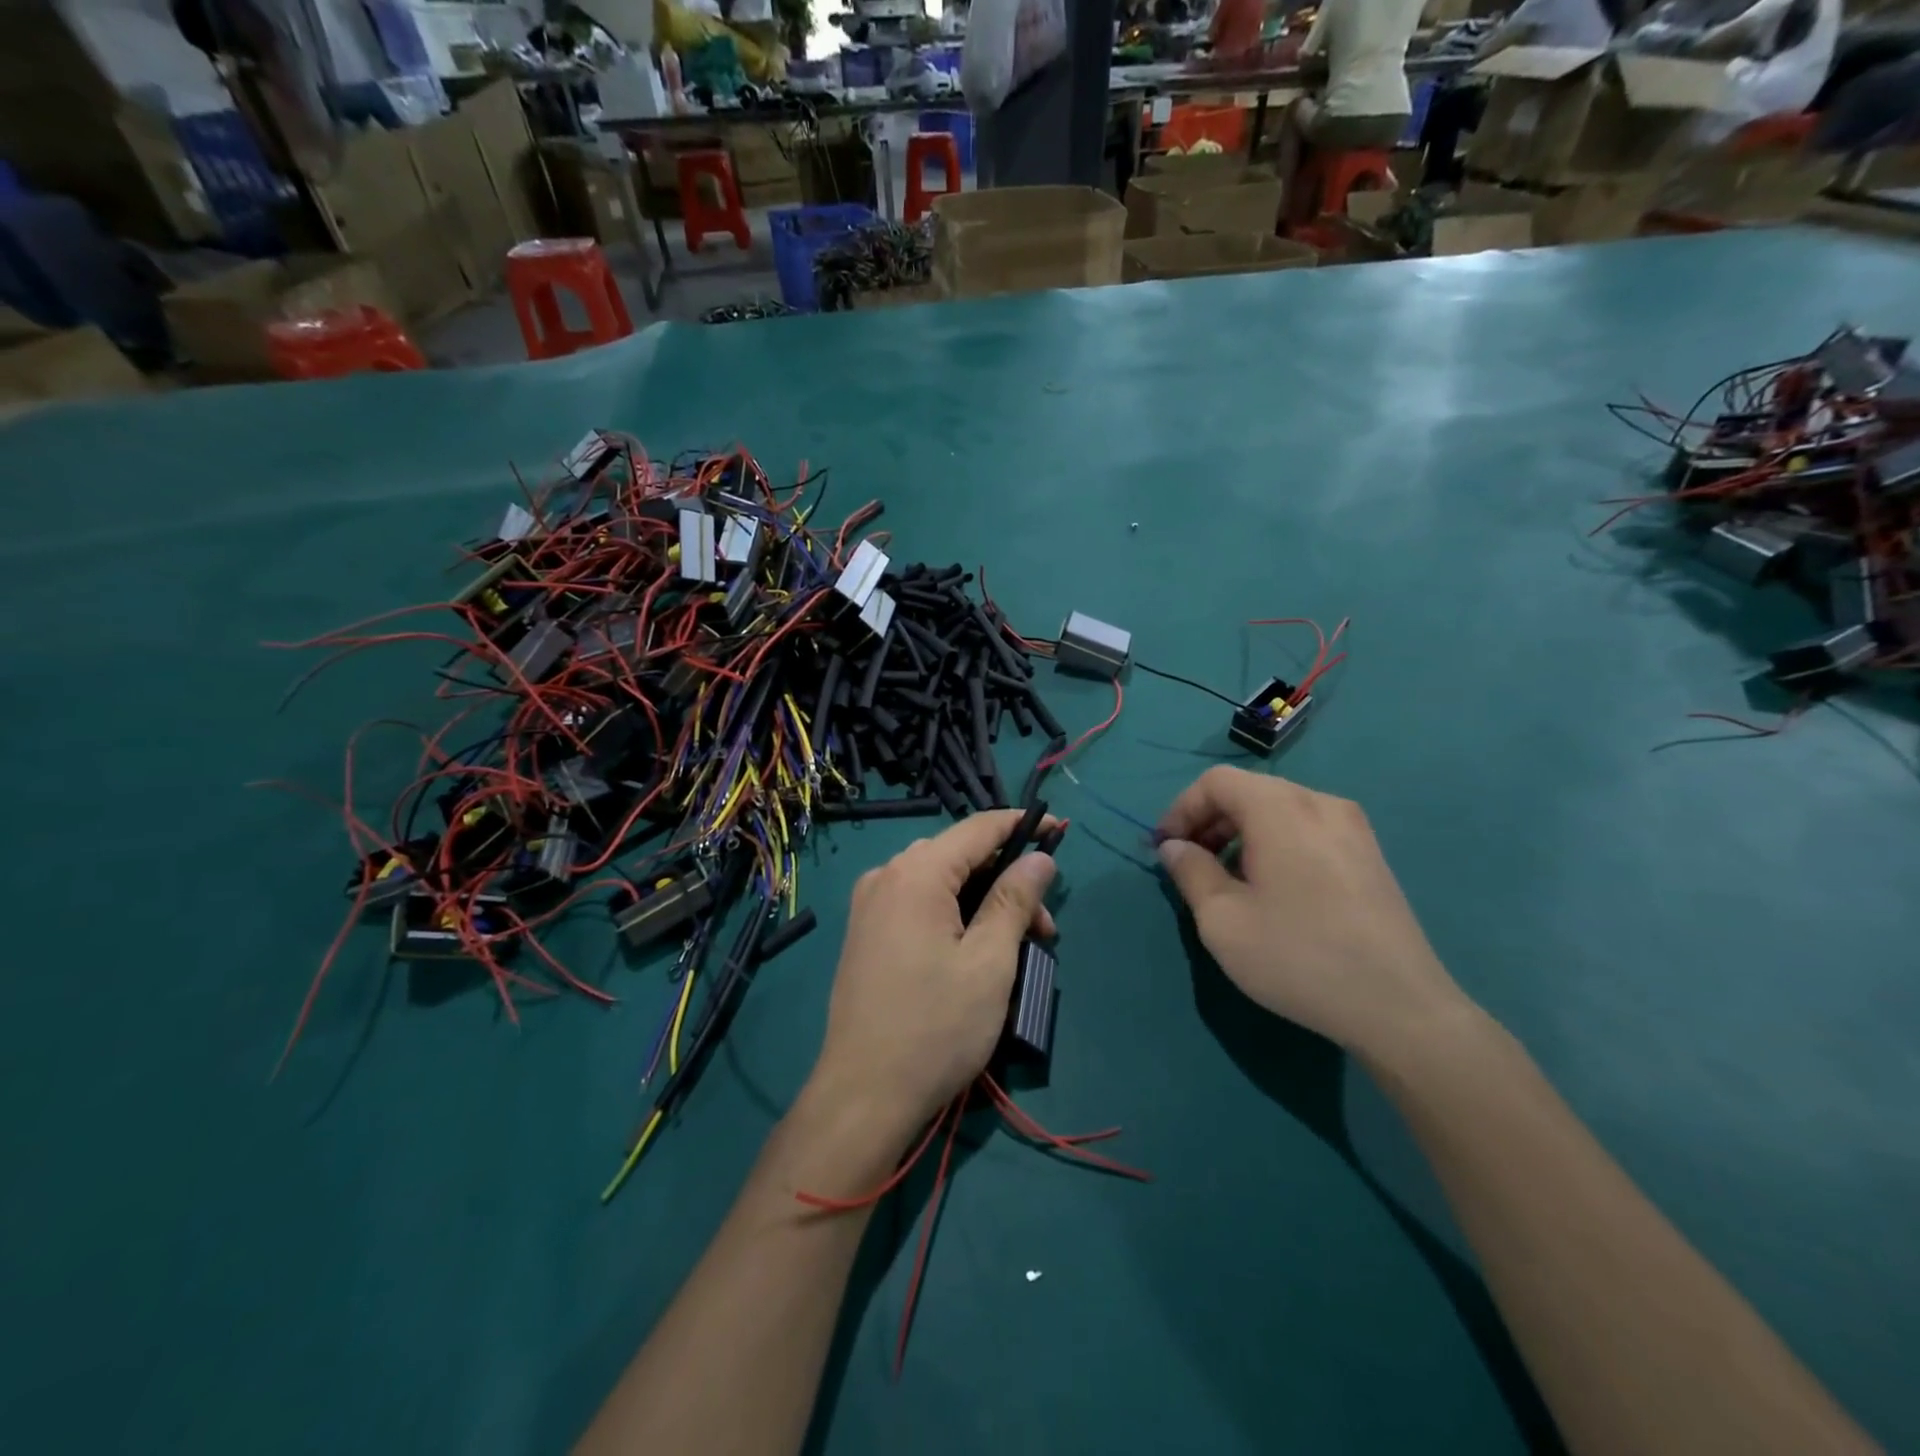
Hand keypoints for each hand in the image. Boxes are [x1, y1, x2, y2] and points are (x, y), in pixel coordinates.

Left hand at [808, 811, 1058, 1142]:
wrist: (862, 1095)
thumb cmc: (935, 1027)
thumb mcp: (990, 962)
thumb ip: (1014, 900)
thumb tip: (1039, 857)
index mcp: (916, 873)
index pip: (978, 828)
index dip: (1021, 825)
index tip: (1060, 831)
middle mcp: (886, 876)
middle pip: (958, 856)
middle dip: (1007, 880)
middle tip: (1044, 929)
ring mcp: (870, 905)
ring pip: (940, 882)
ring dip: (983, 902)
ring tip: (1017, 948)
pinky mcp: (865, 933)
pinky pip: (918, 904)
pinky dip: (954, 915)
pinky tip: (976, 949)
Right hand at [1156, 767, 1472, 1060]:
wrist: (1399, 1007)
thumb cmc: (1298, 956)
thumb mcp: (1222, 919)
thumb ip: (1190, 872)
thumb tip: (1174, 847)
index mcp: (1281, 808)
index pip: (1216, 781)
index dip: (1181, 809)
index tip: (1165, 849)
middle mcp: (1320, 803)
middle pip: (1248, 791)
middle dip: (1209, 821)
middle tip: (1189, 864)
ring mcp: (1353, 827)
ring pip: (1279, 810)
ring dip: (1241, 833)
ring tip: (1226, 880)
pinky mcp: (1370, 854)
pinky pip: (1307, 829)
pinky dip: (1274, 843)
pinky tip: (1271, 888)